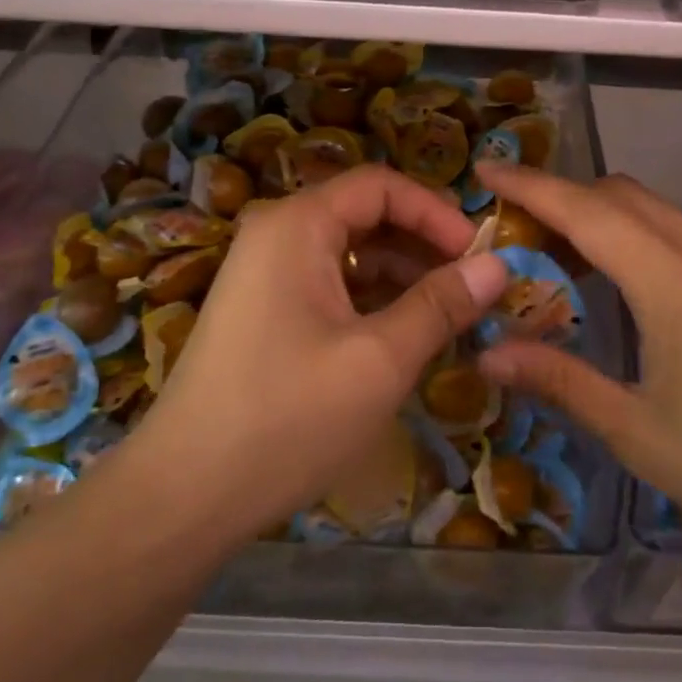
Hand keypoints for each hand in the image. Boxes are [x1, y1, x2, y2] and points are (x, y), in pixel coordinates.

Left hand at [112, 165, 507, 542]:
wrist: (184, 495)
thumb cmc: (288, 417)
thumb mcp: (379, 359)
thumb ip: (441, 305)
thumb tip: (497, 264)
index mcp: (297, 225)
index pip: (381, 186)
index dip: (436, 212)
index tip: (479, 255)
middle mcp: (276, 236)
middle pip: (365, 216)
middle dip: (423, 247)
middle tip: (472, 289)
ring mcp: (264, 276)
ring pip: (349, 255)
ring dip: (402, 278)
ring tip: (449, 318)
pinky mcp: (263, 313)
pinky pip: (329, 287)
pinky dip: (371, 302)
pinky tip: (404, 337)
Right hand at [474, 163, 681, 583]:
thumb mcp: (641, 434)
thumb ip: (561, 382)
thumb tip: (487, 353)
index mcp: (674, 284)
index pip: (587, 211)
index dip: (531, 185)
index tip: (485, 167)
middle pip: (621, 194)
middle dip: (562, 197)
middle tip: (514, 231)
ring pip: (654, 209)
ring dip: (601, 216)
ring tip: (558, 257)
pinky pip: (680, 233)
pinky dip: (636, 236)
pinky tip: (623, 285)